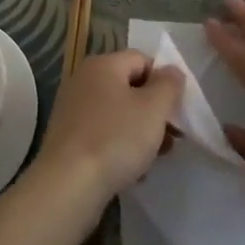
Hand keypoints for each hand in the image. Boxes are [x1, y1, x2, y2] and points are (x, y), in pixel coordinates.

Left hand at [33, 49, 184, 205]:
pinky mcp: (67, 138)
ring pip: (117, 113)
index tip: (176, 110)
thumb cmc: (115, 139)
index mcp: (103, 65)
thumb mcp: (153, 109)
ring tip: (155, 158)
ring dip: (140, 132)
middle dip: (153, 111)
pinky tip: (132, 172)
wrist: (68, 185)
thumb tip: (171, 71)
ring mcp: (72, 109)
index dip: (164, 82)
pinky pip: (102, 134)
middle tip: (172, 137)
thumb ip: (169, 85)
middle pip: (129, 87)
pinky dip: (119, 147)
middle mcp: (83, 80)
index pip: (142, 60)